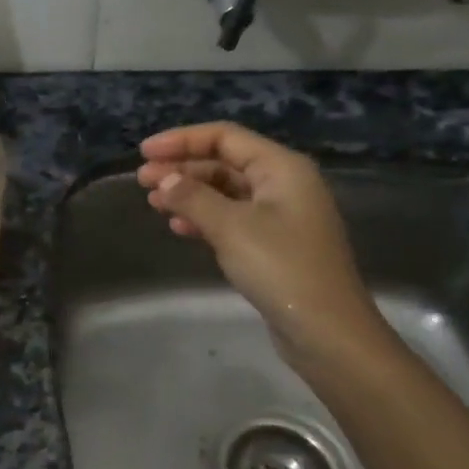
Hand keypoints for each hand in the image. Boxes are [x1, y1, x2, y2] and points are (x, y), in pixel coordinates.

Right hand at [135, 122, 391, 365]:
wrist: (326, 330)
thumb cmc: (281, 268)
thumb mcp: (231, 227)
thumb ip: (193, 197)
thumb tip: (165, 179)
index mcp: (281, 167)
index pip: (225, 137)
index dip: (181, 140)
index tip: (144, 153)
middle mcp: (283, 184)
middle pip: (224, 162)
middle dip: (182, 168)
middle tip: (142, 181)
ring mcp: (280, 215)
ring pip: (225, 192)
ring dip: (189, 194)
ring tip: (154, 203)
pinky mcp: (273, 244)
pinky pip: (232, 218)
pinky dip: (204, 218)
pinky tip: (179, 228)